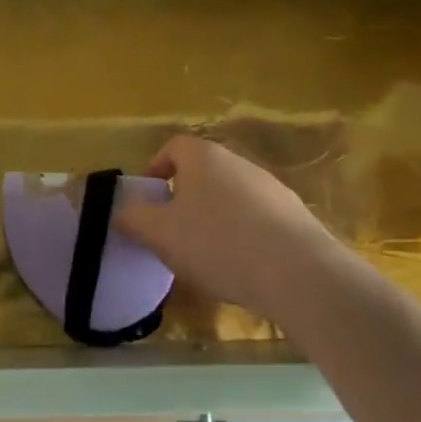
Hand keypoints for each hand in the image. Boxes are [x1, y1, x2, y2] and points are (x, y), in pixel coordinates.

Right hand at [114, 134, 343, 326]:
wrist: (299, 274)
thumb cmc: (218, 244)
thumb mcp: (160, 234)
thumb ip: (133, 218)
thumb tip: (122, 210)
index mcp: (203, 157)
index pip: (172, 147)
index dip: (154, 170)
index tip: (147, 201)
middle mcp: (238, 162)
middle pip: (202, 172)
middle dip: (183, 198)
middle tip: (171, 232)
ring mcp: (271, 187)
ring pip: (229, 196)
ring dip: (213, 218)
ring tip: (206, 256)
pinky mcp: (295, 215)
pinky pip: (257, 219)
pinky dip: (243, 235)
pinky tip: (241, 268)